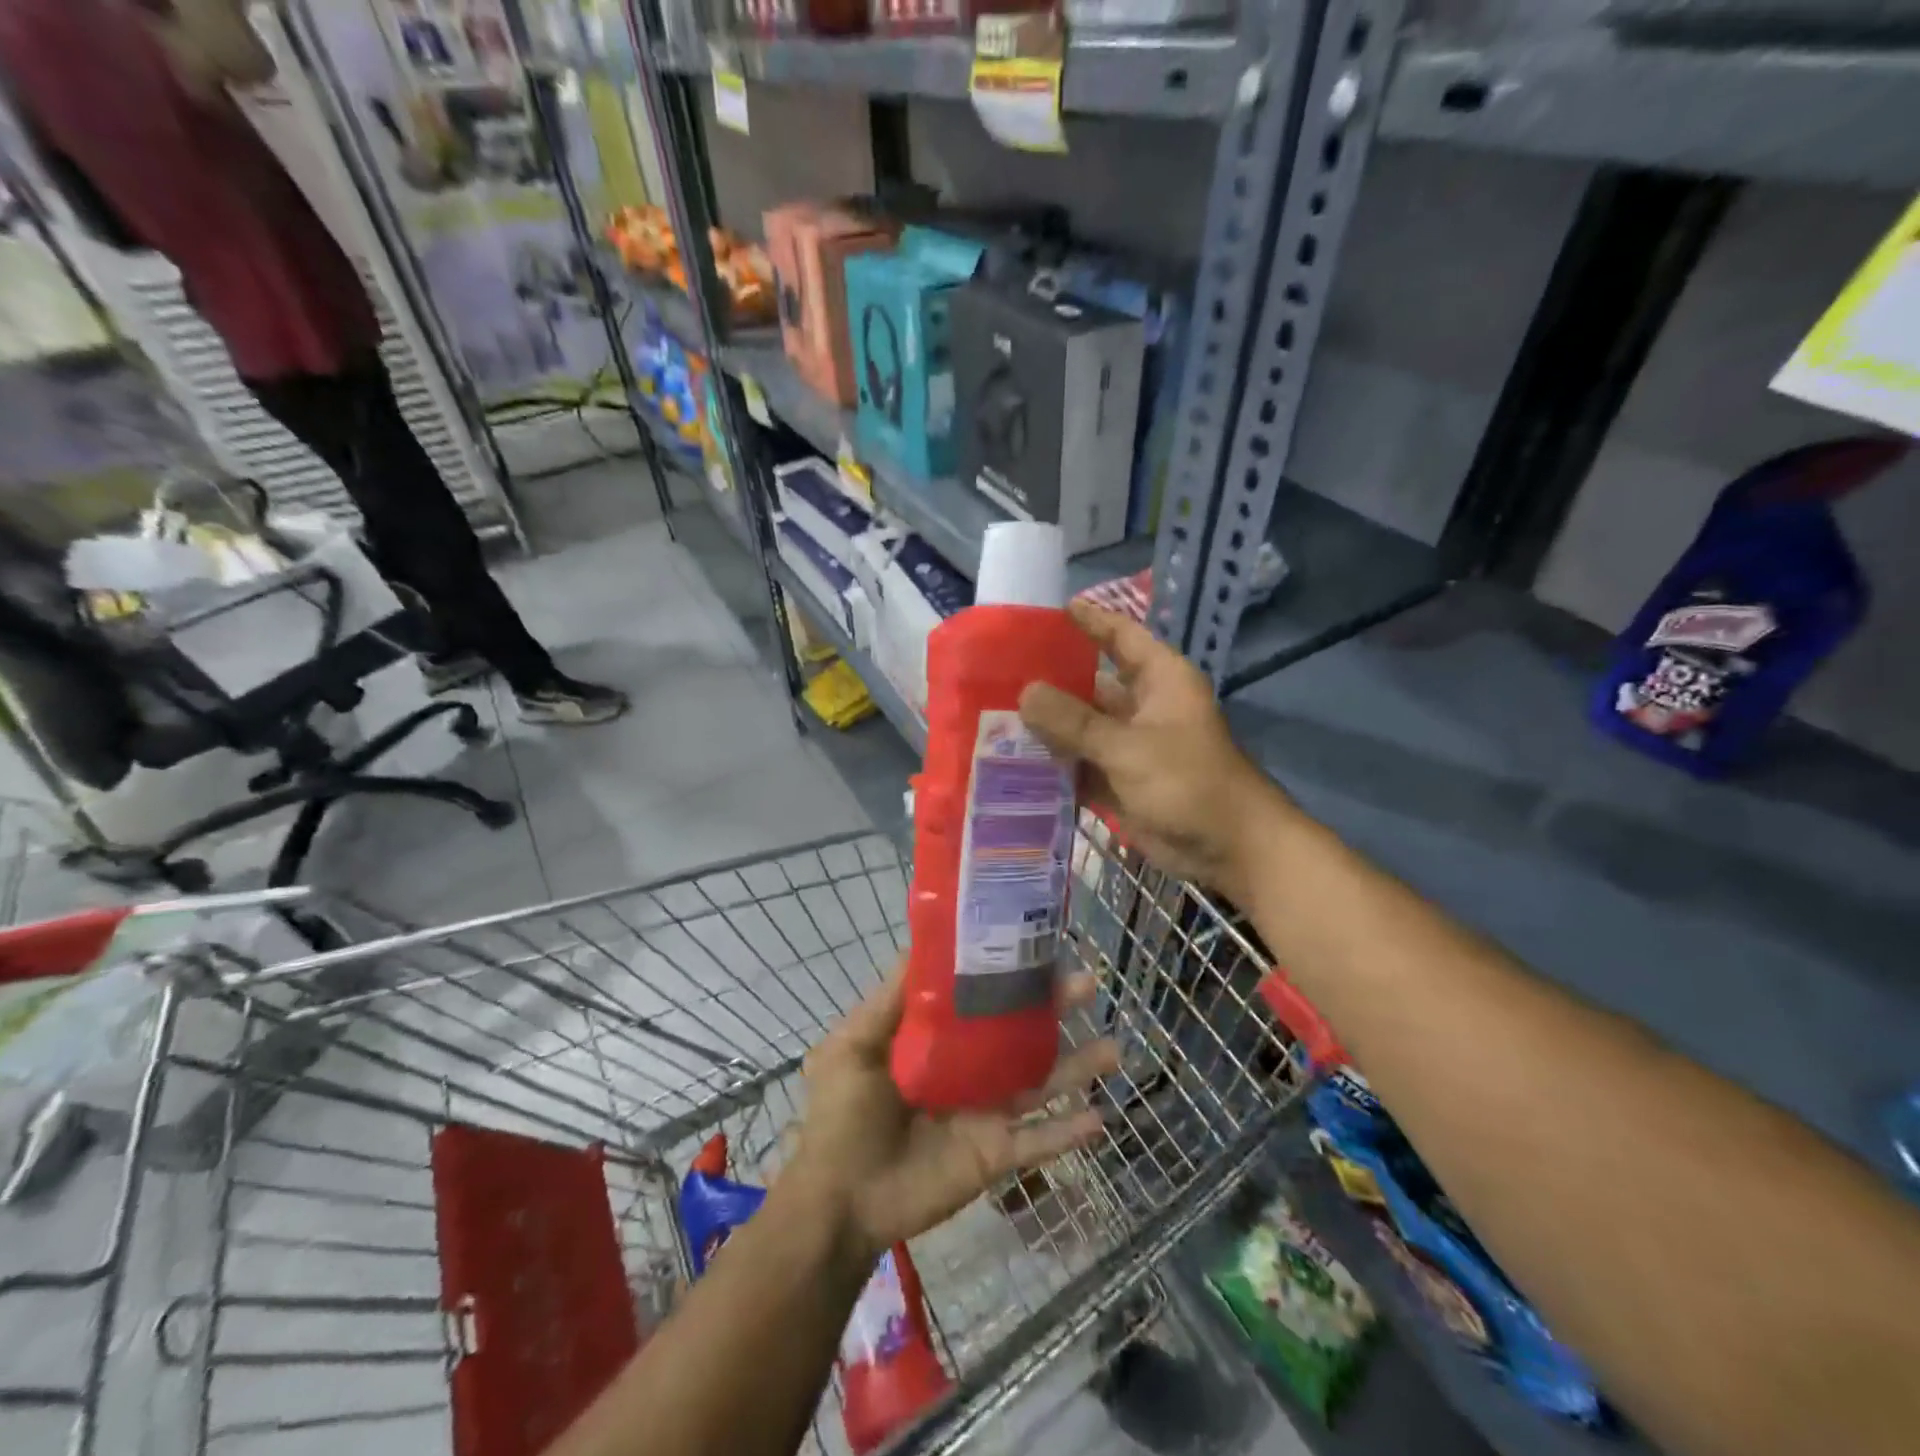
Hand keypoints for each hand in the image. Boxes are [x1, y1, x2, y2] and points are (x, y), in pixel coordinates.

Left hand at [788, 965, 1117, 1260]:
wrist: (840, 1202)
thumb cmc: (843, 1116)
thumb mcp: (854, 1045)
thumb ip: (891, 999)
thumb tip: (922, 942)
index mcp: (935, 1039)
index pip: (978, 996)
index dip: (1005, 971)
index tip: (1033, 943)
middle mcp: (967, 1068)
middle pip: (1019, 1032)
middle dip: (1053, 1008)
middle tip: (1087, 983)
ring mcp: (985, 1111)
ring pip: (1040, 1082)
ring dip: (1077, 1066)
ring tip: (1114, 1047)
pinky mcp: (994, 1154)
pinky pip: (1038, 1141)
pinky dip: (1068, 1132)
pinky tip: (1101, 1119)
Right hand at [1017, 601, 1293, 905]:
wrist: (1227, 848)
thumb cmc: (1187, 782)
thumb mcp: (1128, 747)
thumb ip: (1074, 721)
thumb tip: (1025, 693)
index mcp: (1158, 680)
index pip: (1120, 636)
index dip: (1090, 621)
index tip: (1050, 610)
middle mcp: (1142, 706)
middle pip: (1091, 684)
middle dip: (1051, 681)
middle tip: (1000, 674)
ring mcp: (1130, 746)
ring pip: (1081, 727)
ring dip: (1047, 727)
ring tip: (994, 715)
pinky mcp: (1120, 780)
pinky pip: (1081, 764)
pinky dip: (1055, 765)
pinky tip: (1013, 761)